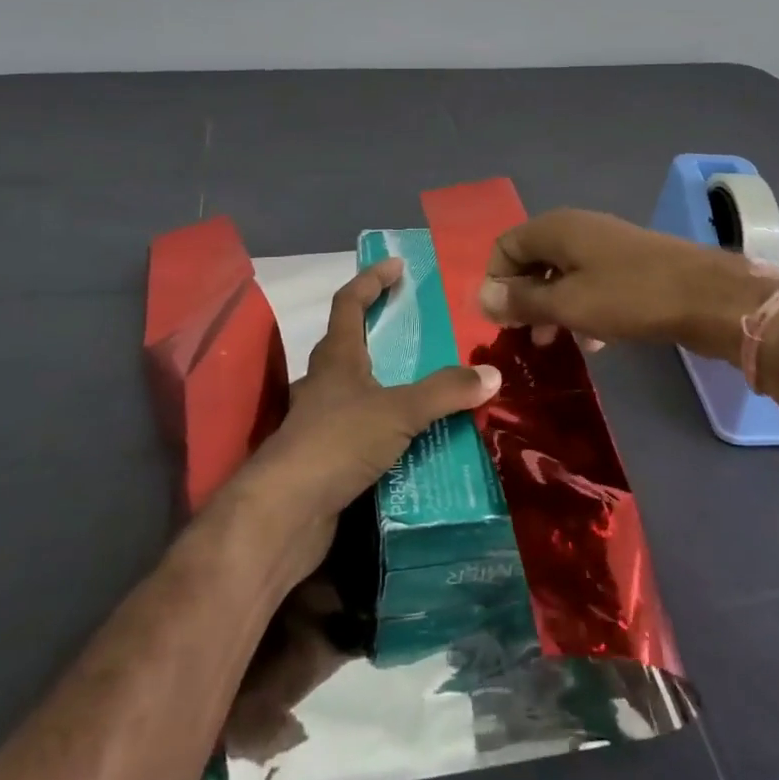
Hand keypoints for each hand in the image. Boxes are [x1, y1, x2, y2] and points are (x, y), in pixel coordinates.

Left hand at [230, 258, 500, 583]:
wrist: (285, 514)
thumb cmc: (337, 442)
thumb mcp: (398, 410)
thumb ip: (445, 391)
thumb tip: (492, 374)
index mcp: (336, 357)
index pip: (349, 303)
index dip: (372, 280)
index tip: (397, 265)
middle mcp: (324, 382)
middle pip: (351, 342)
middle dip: (381, 329)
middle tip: (420, 328)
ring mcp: (321, 420)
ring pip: (358, 389)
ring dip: (388, 382)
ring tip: (428, 385)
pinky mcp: (326, 456)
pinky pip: (363, 428)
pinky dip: (388, 425)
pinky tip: (413, 439)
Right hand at [479, 209, 777, 360]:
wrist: (709, 297)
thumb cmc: (630, 297)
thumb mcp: (569, 303)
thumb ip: (522, 301)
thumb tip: (481, 297)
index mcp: (556, 228)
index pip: (505, 246)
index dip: (496, 282)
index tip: (501, 321)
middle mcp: (577, 229)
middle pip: (532, 260)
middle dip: (524, 299)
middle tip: (525, 337)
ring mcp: (605, 246)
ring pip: (562, 275)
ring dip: (552, 308)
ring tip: (554, 344)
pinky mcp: (628, 266)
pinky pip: (590, 284)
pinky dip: (581, 309)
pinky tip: (592, 341)